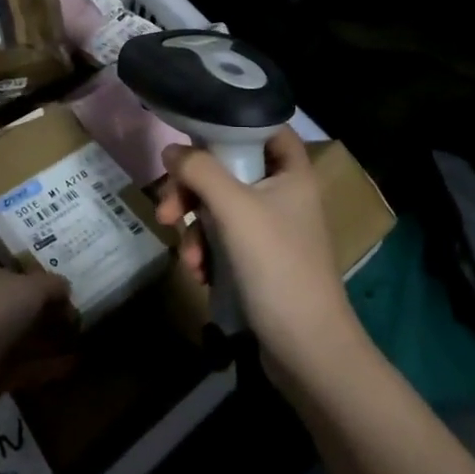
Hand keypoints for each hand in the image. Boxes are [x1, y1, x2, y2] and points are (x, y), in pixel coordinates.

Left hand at [0, 265, 75, 405]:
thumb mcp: (32, 286)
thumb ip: (52, 285)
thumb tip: (66, 287)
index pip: (21, 280)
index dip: (46, 287)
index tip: (71, 298)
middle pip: (23, 312)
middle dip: (49, 318)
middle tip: (79, 324)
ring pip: (23, 341)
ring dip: (50, 343)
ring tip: (81, 345)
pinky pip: (24, 368)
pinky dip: (46, 367)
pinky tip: (72, 366)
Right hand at [155, 127, 360, 383]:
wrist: (307, 350)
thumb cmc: (277, 266)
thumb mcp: (234, 209)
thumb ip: (200, 171)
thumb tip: (171, 149)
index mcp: (291, 173)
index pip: (266, 127)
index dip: (232, 123)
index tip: (194, 133)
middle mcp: (283, 194)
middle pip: (229, 171)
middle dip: (192, 191)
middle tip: (167, 211)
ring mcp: (271, 230)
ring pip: (219, 208)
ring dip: (194, 229)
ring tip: (188, 259)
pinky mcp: (260, 261)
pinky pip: (223, 239)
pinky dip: (206, 251)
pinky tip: (199, 274)